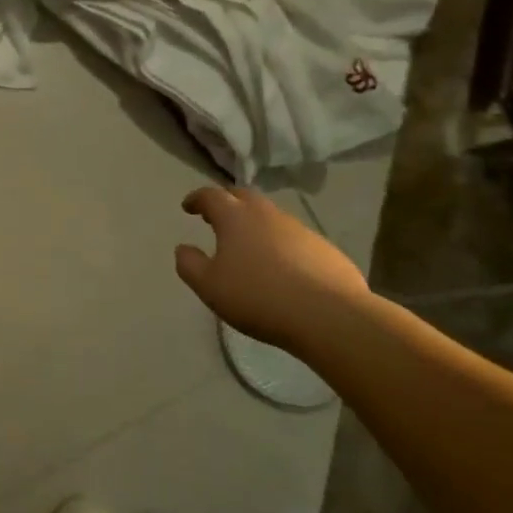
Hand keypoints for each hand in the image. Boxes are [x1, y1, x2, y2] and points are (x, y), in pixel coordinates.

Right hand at [175, 187, 367, 352]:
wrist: (329, 316)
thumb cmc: (258, 297)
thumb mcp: (209, 286)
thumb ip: (189, 265)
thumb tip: (183, 249)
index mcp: (235, 217)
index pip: (211, 196)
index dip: (197, 199)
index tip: (188, 207)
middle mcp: (267, 214)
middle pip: (243, 196)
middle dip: (227, 202)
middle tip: (216, 217)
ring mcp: (300, 229)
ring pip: (271, 217)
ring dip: (255, 224)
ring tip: (248, 245)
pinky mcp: (325, 249)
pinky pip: (295, 238)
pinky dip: (281, 244)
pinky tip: (281, 268)